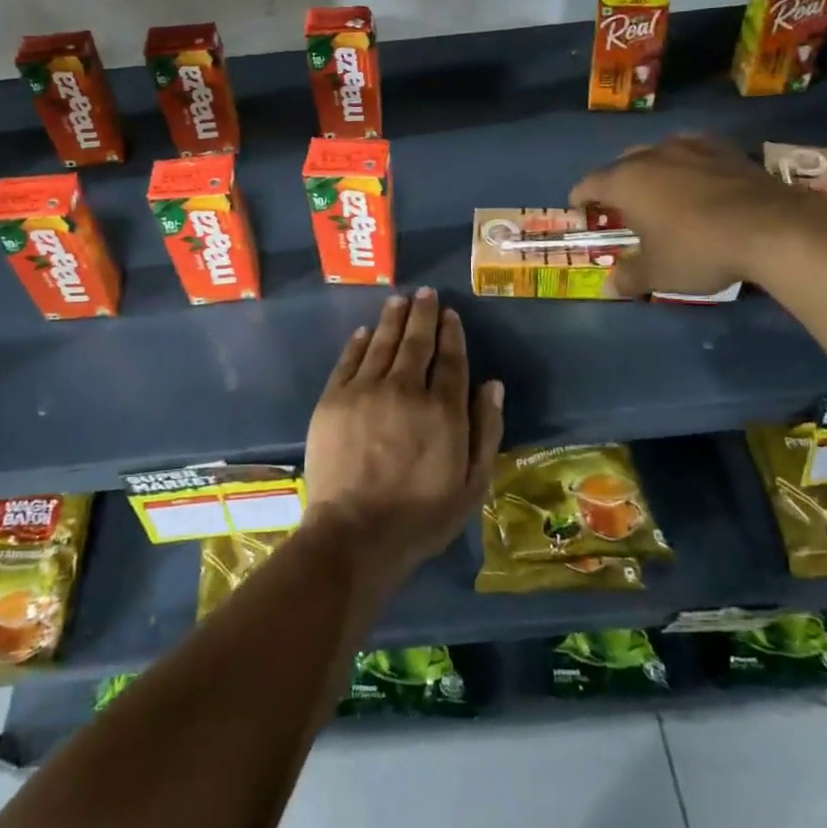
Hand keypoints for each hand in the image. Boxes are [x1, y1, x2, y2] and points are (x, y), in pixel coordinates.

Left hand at [303, 288, 504, 588]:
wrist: (354, 533)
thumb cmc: (420, 516)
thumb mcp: (472, 484)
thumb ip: (486, 431)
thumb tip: (493, 385)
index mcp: (443, 410)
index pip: (450, 359)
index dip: (451, 333)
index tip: (451, 314)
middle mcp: (405, 389)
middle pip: (416, 342)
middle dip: (423, 314)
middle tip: (425, 293)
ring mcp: (365, 391)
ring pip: (382, 343)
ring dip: (392, 318)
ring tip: (399, 299)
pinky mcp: (333, 399)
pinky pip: (348, 360)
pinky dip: (358, 342)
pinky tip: (365, 331)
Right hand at [571, 133, 826, 295]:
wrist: (772, 228)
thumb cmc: (698, 250)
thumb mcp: (658, 273)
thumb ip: (629, 277)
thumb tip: (609, 287)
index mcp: (625, 181)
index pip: (588, 183)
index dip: (580, 199)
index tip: (581, 212)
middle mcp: (652, 156)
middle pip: (622, 164)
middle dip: (617, 184)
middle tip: (623, 209)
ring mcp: (691, 148)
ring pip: (659, 152)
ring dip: (654, 170)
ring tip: (662, 193)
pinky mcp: (727, 150)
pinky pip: (696, 151)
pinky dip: (690, 165)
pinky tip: (700, 182)